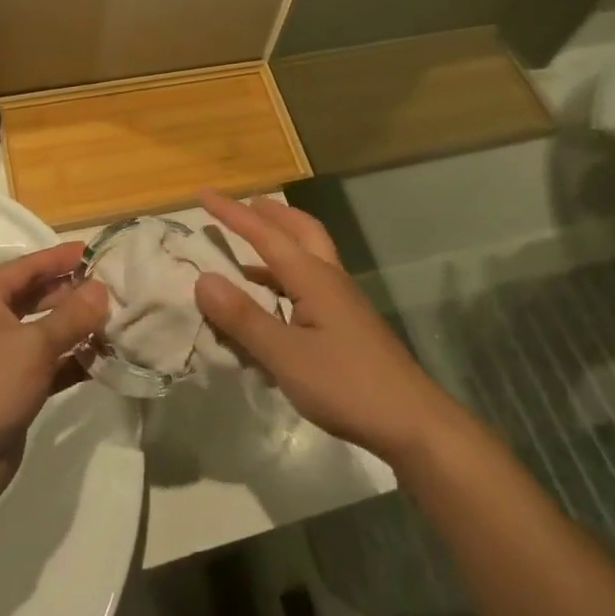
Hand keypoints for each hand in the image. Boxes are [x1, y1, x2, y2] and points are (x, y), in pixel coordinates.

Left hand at [0, 243, 108, 518]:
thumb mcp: (34, 346)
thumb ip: (72, 316)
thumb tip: (102, 289)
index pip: (28, 265)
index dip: (63, 257)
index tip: (100, 251)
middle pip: (37, 295)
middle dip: (74, 293)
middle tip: (116, 287)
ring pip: (44, 330)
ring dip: (77, 327)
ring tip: (117, 320)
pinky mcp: (11, 386)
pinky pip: (47, 362)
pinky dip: (72, 359)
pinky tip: (105, 357)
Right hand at [190, 192, 464, 468]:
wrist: (411, 421)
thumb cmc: (345, 385)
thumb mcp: (285, 356)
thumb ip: (243, 318)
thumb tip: (203, 278)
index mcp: (313, 278)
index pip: (265, 235)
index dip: (232, 214)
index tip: (203, 194)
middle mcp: (329, 279)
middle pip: (301, 230)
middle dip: (270, 214)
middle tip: (245, 204)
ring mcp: (343, 301)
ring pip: (310, 253)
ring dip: (282, 239)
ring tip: (252, 245)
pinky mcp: (348, 323)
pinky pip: (312, 281)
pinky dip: (288, 273)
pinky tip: (275, 300)